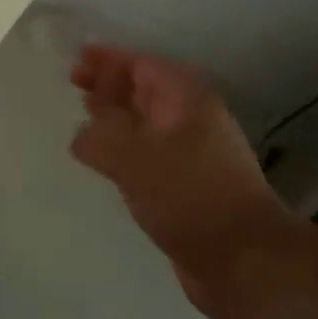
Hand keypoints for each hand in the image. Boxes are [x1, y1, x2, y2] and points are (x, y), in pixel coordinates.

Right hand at [70, 45, 284, 318]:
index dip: (107, 59)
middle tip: (73, 82)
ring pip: (144, 122)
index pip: (140, 64)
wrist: (244, 260)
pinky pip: (147, 153)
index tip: (76, 58)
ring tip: (83, 114)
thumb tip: (82, 135)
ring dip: (115, 116)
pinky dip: (123, 148)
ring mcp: (190, 152)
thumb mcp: (133, 156)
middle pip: (143, 90)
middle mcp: (190, 118)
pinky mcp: (186, 184)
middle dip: (108, 84)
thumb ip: (99, 137)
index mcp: (184, 97)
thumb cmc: (189, 193)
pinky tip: (103, 159)